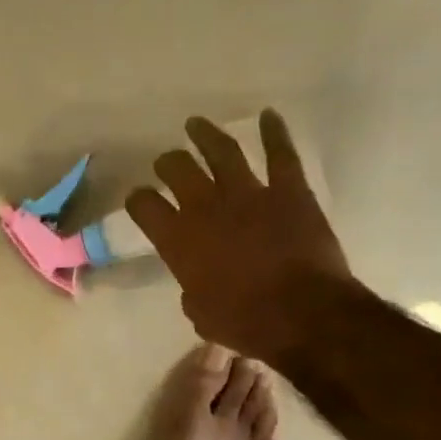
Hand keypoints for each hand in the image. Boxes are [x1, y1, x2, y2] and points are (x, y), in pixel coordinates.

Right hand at [125, 110, 355, 362]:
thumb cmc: (245, 322)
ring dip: (205, 135)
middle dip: (168, 163)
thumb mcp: (201, 314)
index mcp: (179, 240)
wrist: (302, 315)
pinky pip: (280, 153)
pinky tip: (269, 117)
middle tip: (167, 163)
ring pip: (221, 150)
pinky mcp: (289, 190)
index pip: (144, 206)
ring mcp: (249, 193)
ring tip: (195, 125)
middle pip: (177, 169)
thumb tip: (196, 284)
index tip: (140, 200)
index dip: (138, 200)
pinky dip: (274, 132)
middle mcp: (206, 207)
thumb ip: (192, 290)